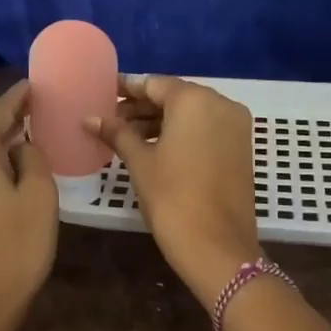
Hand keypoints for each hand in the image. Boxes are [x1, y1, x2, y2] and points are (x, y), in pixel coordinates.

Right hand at [88, 74, 262, 307]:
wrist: (216, 246)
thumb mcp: (140, 162)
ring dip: (161, 122)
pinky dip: (182, 134)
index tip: (103, 94)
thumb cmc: (172, 198)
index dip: (126, 89)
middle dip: (143, 107)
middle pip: (175, 97)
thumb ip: (117, 133)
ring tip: (126, 137)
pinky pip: (206, 130)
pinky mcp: (241, 148)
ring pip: (192, 114)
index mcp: (195, 100)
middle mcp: (221, 104)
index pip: (154, 84)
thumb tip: (89, 118)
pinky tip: (155, 148)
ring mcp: (236, 126)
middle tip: (111, 120)